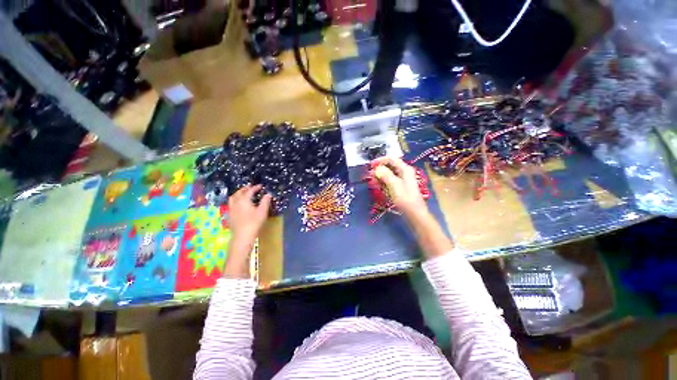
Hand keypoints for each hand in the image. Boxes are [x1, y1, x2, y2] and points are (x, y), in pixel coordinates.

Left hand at [228, 184, 271, 244]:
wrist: (242, 236)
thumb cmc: (254, 223)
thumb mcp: (262, 211)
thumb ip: (265, 201)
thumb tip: (268, 194)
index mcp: (244, 200)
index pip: (249, 191)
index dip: (255, 187)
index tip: (260, 186)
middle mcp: (236, 202)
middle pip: (239, 192)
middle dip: (245, 189)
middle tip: (250, 187)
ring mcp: (231, 209)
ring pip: (233, 198)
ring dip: (238, 193)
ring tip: (243, 193)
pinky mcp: (229, 215)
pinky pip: (231, 204)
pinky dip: (235, 200)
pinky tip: (238, 204)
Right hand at [373, 157, 427, 218]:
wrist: (414, 213)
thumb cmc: (405, 199)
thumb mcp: (394, 185)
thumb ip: (385, 174)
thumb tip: (377, 168)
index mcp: (405, 169)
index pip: (391, 159)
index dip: (380, 160)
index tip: (370, 165)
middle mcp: (404, 172)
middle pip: (390, 166)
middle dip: (379, 169)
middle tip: (370, 175)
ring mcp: (402, 180)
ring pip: (389, 174)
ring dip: (380, 176)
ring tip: (372, 181)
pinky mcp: (400, 187)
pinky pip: (389, 181)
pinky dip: (383, 182)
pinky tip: (377, 186)